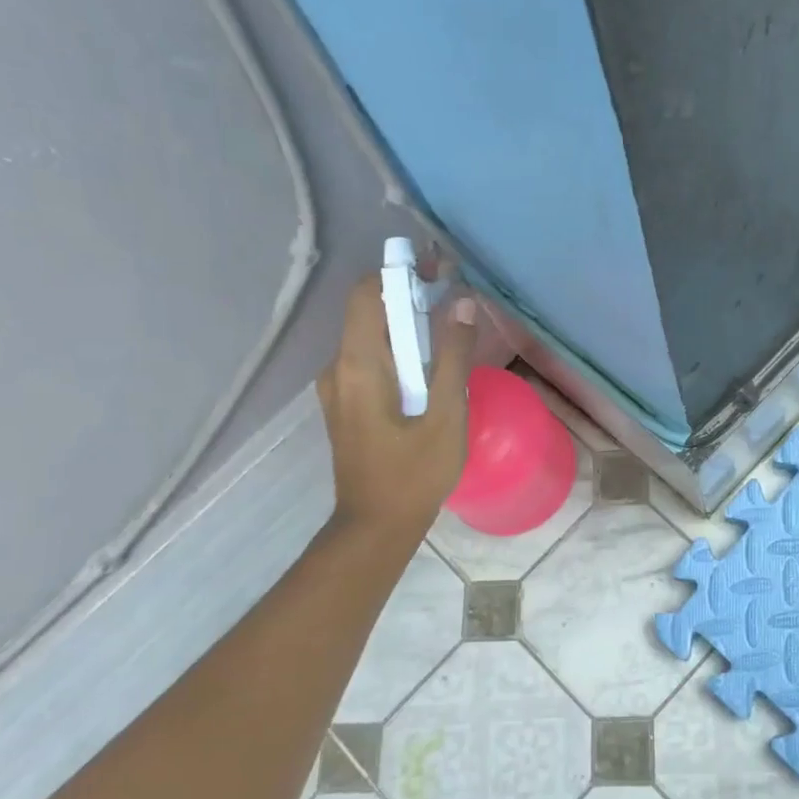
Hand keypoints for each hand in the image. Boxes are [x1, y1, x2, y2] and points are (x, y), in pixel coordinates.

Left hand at [317, 271, 476, 536]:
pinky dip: (398, 350)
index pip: (369, 293)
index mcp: (359, 365)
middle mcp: (338, 367)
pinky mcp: (345, 403)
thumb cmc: (414, 473)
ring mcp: (337, 387)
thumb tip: (461, 303)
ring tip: (448, 332)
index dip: (401, 272)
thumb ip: (452, 357)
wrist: (375, 526)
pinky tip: (428, 368)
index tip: (439, 271)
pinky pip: (370, 360)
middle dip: (409, 296)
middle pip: (369, 311)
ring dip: (406, 325)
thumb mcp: (446, 415)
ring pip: (371, 336)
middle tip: (454, 299)